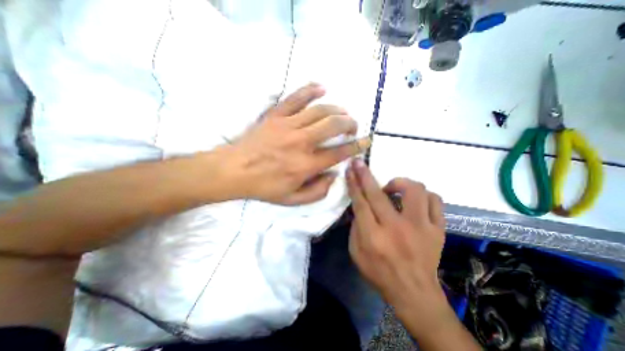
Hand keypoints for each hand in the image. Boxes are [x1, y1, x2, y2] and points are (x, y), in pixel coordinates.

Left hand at [229, 84, 369, 205]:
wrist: (234, 170)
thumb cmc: (264, 187)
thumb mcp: (293, 199)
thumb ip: (318, 191)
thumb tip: (334, 176)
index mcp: (306, 164)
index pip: (340, 152)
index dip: (357, 146)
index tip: (366, 141)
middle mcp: (301, 142)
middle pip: (333, 125)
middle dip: (349, 123)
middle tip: (353, 127)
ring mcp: (288, 125)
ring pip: (320, 110)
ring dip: (336, 109)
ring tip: (342, 113)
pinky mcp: (276, 115)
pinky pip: (296, 97)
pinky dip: (311, 90)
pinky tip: (322, 88)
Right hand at [347, 160, 449, 325]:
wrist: (415, 293)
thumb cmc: (379, 273)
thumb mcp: (356, 253)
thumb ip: (355, 227)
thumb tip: (358, 205)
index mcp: (373, 237)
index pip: (360, 202)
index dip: (354, 183)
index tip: (351, 169)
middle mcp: (396, 229)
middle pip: (378, 194)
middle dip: (365, 175)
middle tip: (360, 163)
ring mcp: (421, 228)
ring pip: (414, 190)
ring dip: (399, 183)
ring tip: (392, 189)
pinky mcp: (438, 230)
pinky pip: (435, 201)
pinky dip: (423, 195)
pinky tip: (414, 201)